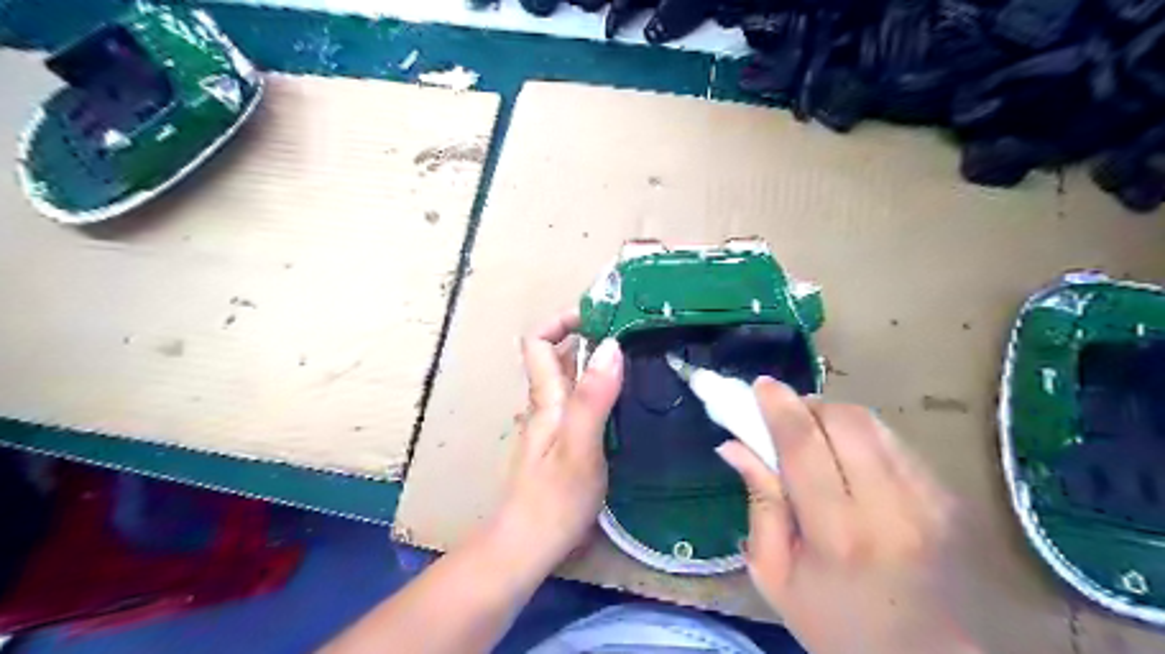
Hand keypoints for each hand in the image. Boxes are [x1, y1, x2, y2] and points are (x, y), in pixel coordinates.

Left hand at [489, 309, 622, 572]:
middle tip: (633, 335)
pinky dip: (601, 391)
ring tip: (639, 361)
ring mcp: (553, 426)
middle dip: (588, 337)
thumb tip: (611, 345)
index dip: (561, 321)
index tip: (599, 316)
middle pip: (557, 357)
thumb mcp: (579, 447)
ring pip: (571, 381)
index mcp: (545, 398)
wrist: (527, 548)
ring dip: (598, 364)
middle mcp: (545, 405)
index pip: (536, 341)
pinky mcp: (564, 445)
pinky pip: (581, 404)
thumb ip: (593, 398)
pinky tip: (629, 402)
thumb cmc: (553, 500)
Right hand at [719, 377, 981, 653]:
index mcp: (837, 534)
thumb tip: (733, 445)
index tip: (760, 386)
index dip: (779, 407)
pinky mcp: (948, 498)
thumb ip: (759, 504)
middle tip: (787, 418)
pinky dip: (864, 436)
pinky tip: (852, 460)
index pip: (804, 445)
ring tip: (817, 436)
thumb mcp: (776, 575)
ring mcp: (927, 500)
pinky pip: (896, 443)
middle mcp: (889, 507)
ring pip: (874, 425)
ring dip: (836, 417)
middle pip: (845, 421)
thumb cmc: (836, 624)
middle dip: (809, 406)